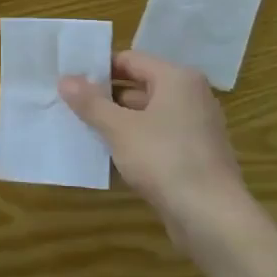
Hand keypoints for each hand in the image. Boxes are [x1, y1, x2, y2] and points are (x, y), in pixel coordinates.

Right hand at [59, 51, 265, 259]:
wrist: (211, 216)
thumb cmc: (164, 159)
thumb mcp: (119, 128)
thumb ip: (91, 102)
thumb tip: (65, 79)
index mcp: (177, 79)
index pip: (130, 60)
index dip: (98, 68)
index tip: (70, 81)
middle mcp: (191, 96)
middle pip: (139, 86)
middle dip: (105, 97)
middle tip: (70, 106)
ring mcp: (196, 127)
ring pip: (147, 114)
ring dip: (117, 121)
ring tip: (82, 130)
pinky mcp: (194, 154)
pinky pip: (157, 137)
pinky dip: (134, 141)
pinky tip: (108, 155)